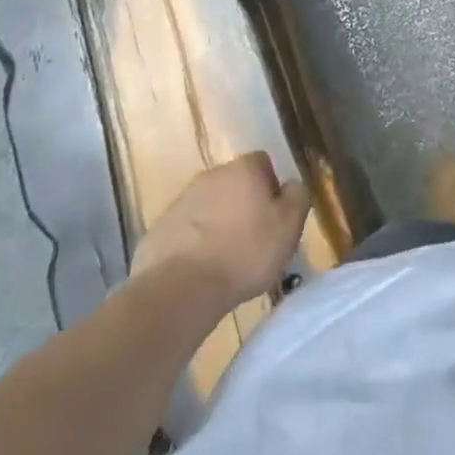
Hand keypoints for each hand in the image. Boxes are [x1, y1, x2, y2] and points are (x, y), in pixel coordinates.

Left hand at [129, 152, 309, 306]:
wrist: (179, 291)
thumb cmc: (245, 253)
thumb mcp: (290, 225)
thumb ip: (298, 196)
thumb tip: (291, 185)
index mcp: (244, 169)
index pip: (263, 163)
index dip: (271, 186)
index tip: (274, 216)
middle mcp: (210, 176)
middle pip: (233, 184)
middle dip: (242, 205)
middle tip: (252, 239)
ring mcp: (179, 203)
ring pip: (207, 208)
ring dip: (216, 225)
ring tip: (225, 260)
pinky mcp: (156, 232)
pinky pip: (183, 233)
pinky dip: (192, 245)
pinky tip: (199, 273)